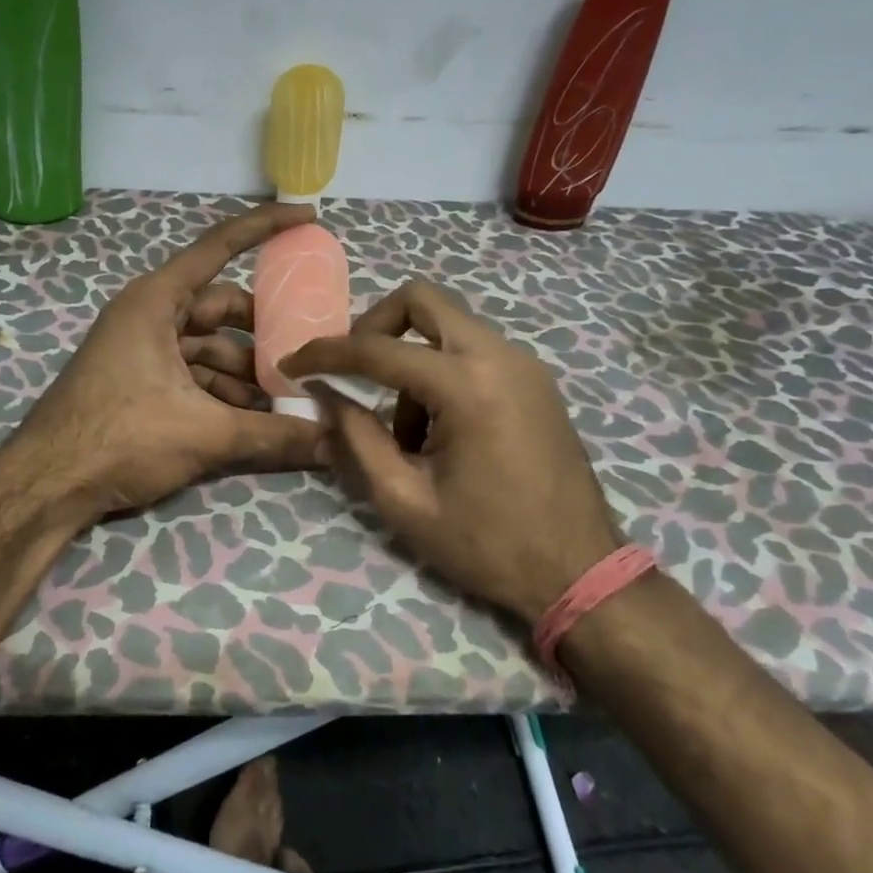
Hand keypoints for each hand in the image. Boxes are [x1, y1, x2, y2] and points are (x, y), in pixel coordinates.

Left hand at [18, 203, 322, 515]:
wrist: (47, 485)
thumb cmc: (121, 437)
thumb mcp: (204, 433)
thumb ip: (273, 434)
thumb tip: (333, 443)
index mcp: (157, 301)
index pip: (219, 247)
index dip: (266, 227)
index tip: (308, 217)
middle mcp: (149, 314)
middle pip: (221, 308)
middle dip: (264, 332)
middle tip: (308, 351)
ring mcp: (141, 348)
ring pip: (208, 347)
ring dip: (245, 372)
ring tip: (287, 400)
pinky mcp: (138, 380)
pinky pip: (191, 372)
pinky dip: (221, 391)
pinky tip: (252, 419)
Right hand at [280, 282, 620, 624]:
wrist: (581, 572)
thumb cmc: (489, 544)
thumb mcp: (405, 500)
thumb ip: (357, 439)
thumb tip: (324, 395)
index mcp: (467, 385)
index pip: (378, 349)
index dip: (325, 354)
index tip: (290, 365)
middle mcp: (500, 356)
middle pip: (421, 300)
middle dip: (374, 327)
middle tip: (352, 371)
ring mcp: (523, 365)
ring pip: (446, 327)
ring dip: (410, 361)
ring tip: (404, 433)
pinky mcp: (534, 380)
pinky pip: (472, 351)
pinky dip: (440, 372)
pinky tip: (439, 432)